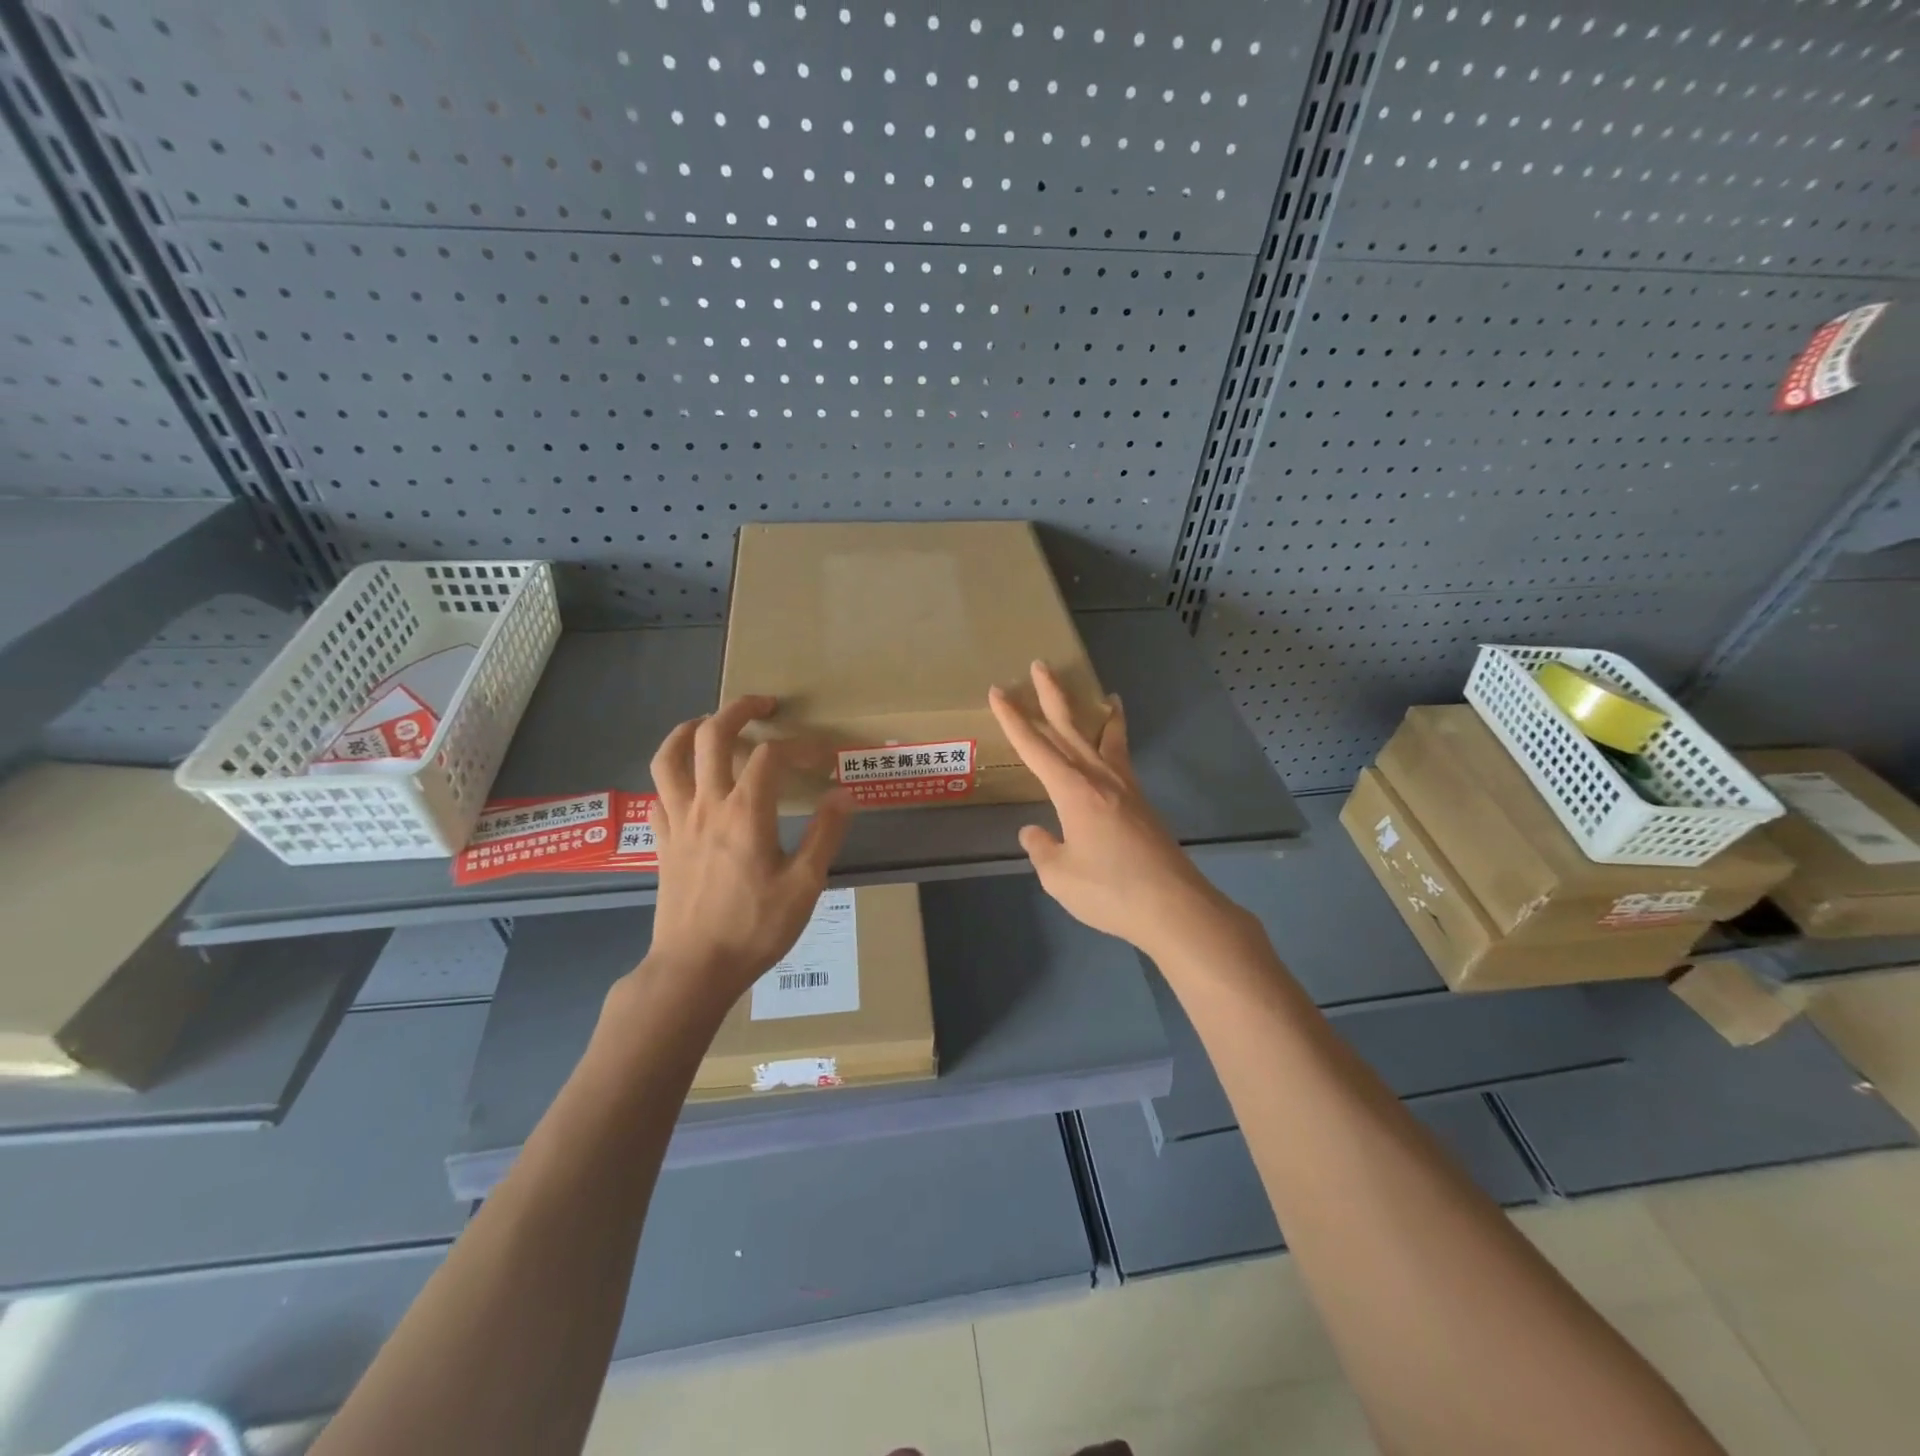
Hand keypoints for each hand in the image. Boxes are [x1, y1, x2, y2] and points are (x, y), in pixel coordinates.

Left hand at [638, 695, 852, 1007]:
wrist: (693, 969)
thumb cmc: (754, 928)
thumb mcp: (804, 885)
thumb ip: (825, 834)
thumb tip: (844, 794)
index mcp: (746, 813)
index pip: (772, 755)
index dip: (799, 745)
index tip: (822, 755)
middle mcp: (707, 805)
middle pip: (712, 735)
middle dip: (738, 709)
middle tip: (763, 704)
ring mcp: (678, 821)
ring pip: (671, 757)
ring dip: (689, 730)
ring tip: (709, 722)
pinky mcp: (662, 841)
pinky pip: (659, 792)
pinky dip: (672, 773)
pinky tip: (687, 780)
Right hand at [989, 662, 1244, 962]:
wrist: (1173, 907)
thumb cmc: (1110, 890)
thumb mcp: (1059, 875)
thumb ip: (1042, 849)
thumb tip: (1034, 832)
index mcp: (1073, 790)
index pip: (1035, 747)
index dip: (1013, 719)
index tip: (997, 692)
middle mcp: (1100, 778)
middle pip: (1071, 728)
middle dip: (1052, 696)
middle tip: (1040, 665)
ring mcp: (1126, 789)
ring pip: (1107, 738)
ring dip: (1098, 714)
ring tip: (1105, 693)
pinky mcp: (1142, 805)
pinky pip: (1123, 759)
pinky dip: (1118, 742)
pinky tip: (1115, 750)